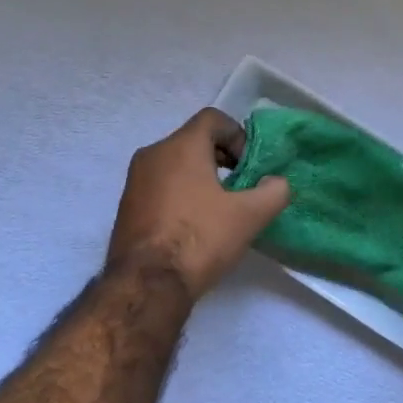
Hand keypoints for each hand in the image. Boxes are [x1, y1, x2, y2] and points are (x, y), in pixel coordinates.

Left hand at [106, 109, 291, 300]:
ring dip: (200, 177)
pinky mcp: (126, 206)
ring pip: (175, 164)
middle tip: (239, 187)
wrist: (147, 284)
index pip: (213, 118)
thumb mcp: (249, 216)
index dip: (238, 135)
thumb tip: (276, 183)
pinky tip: (193, 225)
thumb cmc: (199, 238)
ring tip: (218, 209)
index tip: (249, 166)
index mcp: (181, 146)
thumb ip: (273, 191)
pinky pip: (159, 185)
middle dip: (221, 158)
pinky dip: (180, 193)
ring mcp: (135, 180)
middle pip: (193, 140)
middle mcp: (153, 154)